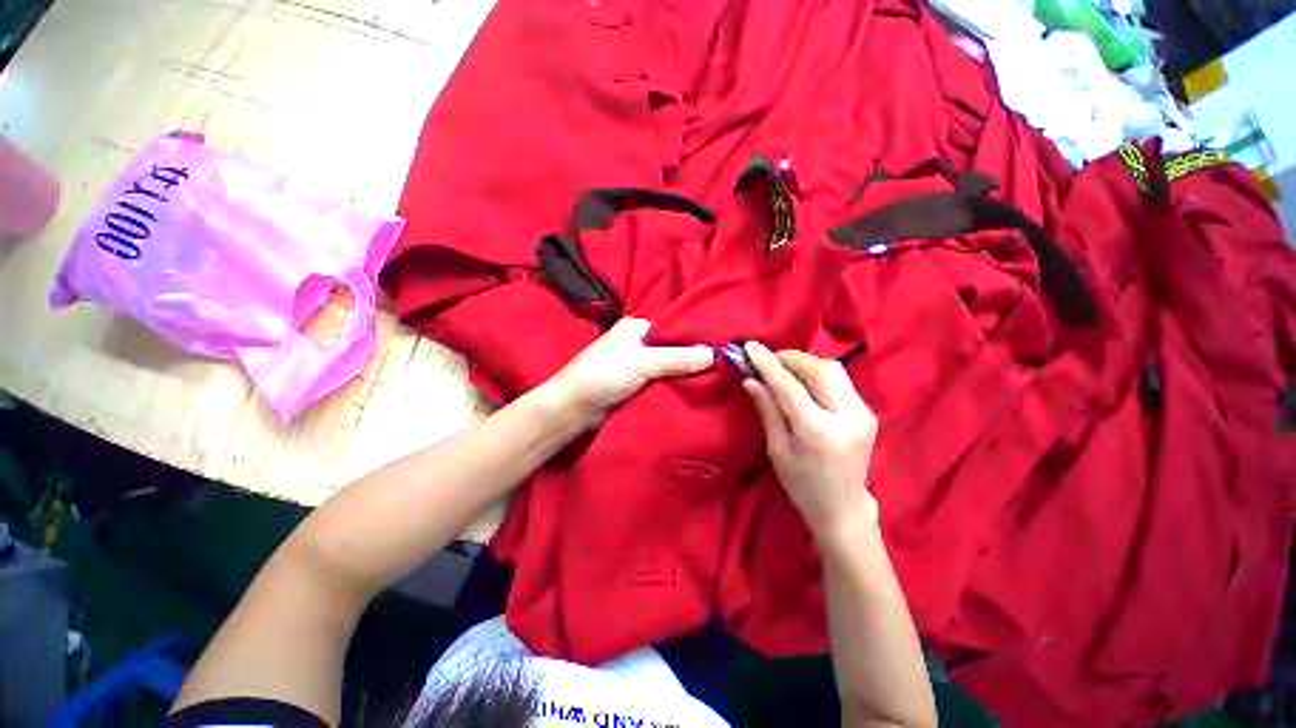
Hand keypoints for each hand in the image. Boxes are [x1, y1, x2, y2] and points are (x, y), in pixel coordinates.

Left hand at [546, 317, 713, 428]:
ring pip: (666, 368)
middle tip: (720, 366)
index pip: (671, 328)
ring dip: (682, 375)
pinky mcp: (634, 385)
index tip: (718, 347)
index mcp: (636, 328)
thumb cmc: (605, 374)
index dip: (693, 337)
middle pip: (670, 349)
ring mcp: (635, 365)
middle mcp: (636, 343)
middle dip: (690, 359)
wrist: (574, 407)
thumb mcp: (643, 362)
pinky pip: (659, 383)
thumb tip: (712, 354)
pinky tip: (692, 391)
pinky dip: (672, 387)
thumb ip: (676, 358)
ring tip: (713, 379)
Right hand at [742, 342, 879, 540]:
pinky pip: (839, 379)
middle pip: (820, 369)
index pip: (791, 388)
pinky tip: (801, 380)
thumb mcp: (778, 451)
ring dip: (804, 363)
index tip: (750, 346)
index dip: (769, 364)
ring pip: (833, 369)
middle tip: (766, 360)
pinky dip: (816, 373)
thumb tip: (750, 380)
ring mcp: (864, 413)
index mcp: (821, 433)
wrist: (843, 508)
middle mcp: (849, 418)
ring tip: (781, 369)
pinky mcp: (868, 411)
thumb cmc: (803, 485)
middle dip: (790, 358)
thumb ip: (767, 411)